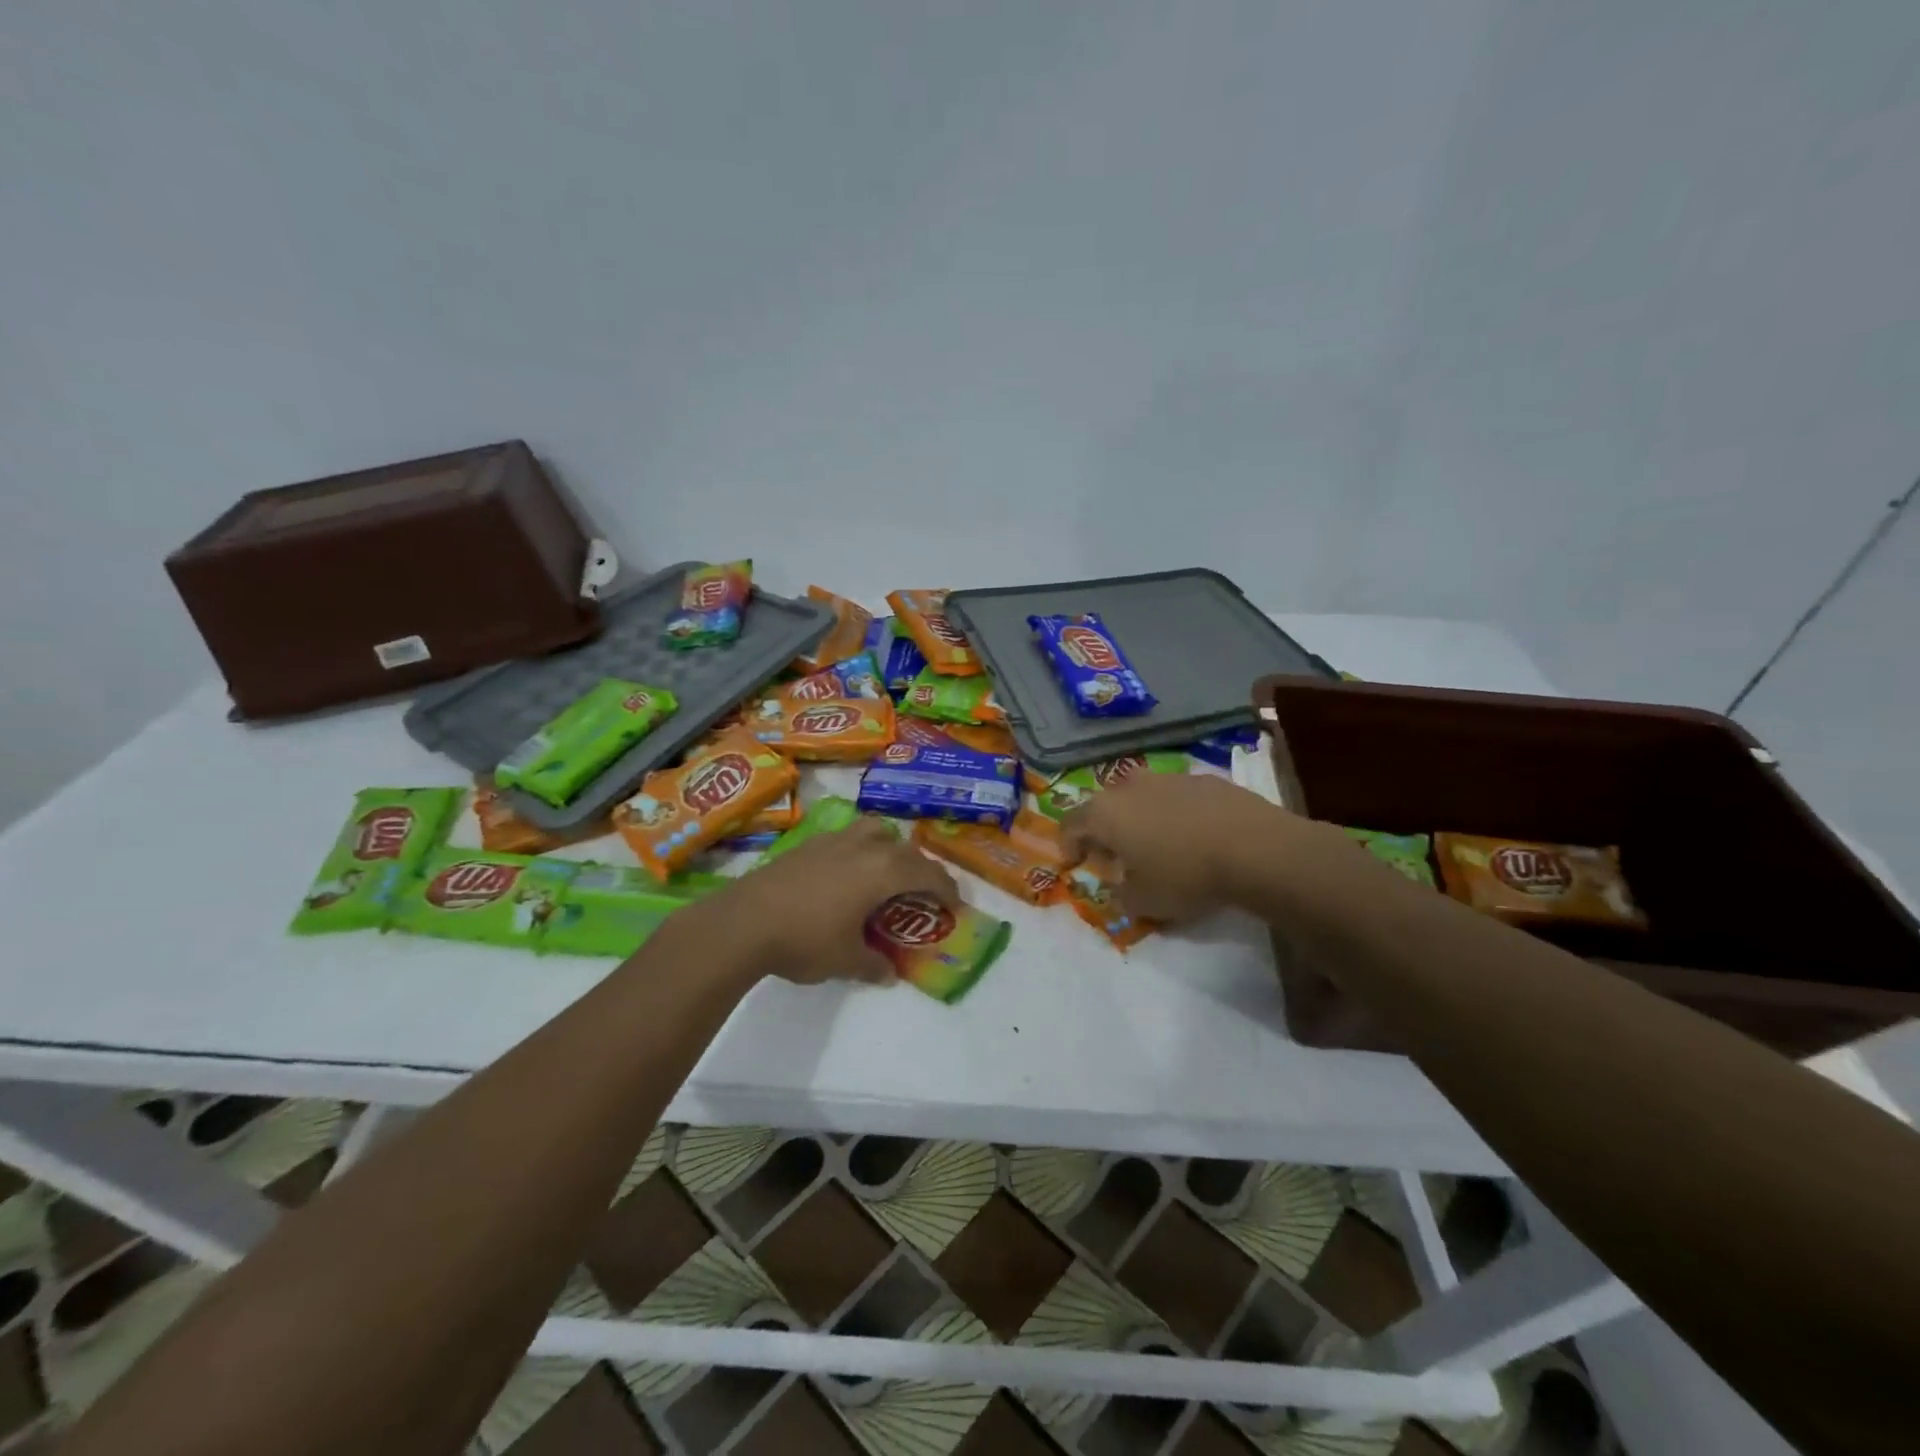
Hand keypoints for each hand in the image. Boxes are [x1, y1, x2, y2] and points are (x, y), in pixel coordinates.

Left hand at [713, 818, 958, 985]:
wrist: (743, 922)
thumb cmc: (804, 940)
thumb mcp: (845, 960)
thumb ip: (872, 964)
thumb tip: (888, 973)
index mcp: (882, 871)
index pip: (927, 873)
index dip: (947, 889)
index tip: (955, 906)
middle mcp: (863, 847)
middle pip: (905, 848)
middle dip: (920, 868)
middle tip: (923, 892)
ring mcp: (833, 840)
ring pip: (874, 831)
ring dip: (889, 848)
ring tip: (885, 873)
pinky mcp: (807, 844)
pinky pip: (847, 839)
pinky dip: (859, 852)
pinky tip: (845, 877)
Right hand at [1060, 773, 1333, 922]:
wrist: (1255, 848)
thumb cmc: (1185, 876)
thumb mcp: (1143, 902)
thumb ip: (1119, 896)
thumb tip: (1118, 888)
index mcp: (1105, 813)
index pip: (1070, 823)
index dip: (1067, 844)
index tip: (1074, 864)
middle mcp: (1130, 787)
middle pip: (1105, 807)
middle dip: (1104, 832)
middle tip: (1116, 858)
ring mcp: (1168, 778)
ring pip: (1141, 798)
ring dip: (1140, 820)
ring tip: (1156, 847)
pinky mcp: (1204, 779)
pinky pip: (1175, 798)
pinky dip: (1173, 814)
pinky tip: (1192, 837)